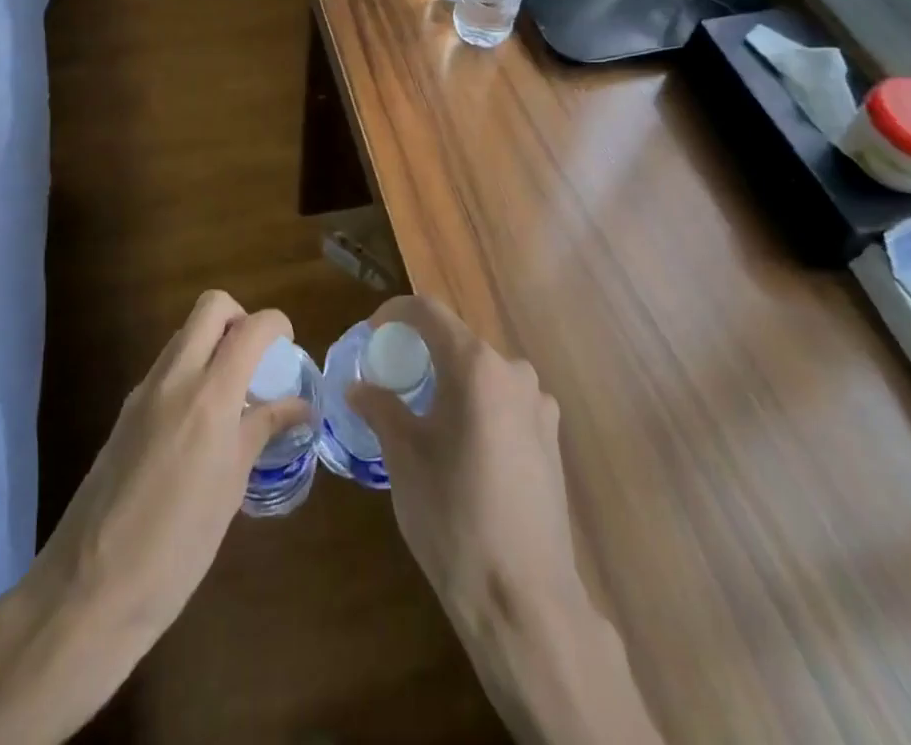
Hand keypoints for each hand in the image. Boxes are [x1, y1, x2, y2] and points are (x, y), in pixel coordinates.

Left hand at [38, 289, 309, 645]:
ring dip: (213, 344)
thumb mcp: (231, 488)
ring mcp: (143, 391)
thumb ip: (263, 431)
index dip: (277, 325)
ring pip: (185, 334)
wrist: (90, 590)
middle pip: (211, 307)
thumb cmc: (177, 547)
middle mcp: (174, 378)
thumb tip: (300, 406)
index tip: (288, 347)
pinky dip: (190, 372)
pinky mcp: (125, 411)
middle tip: (256, 361)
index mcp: (209, 395)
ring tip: (233, 396)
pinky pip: (166, 367)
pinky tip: (199, 424)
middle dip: (240, 318)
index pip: (251, 327)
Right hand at [346, 295, 583, 629]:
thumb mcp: (405, 459)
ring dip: (452, 379)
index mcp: (476, 366)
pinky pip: (506, 400)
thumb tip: (358, 387)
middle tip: (392, 376)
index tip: (372, 333)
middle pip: (459, 341)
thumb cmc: (454, 518)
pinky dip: (479, 404)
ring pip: (484, 372)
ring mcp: (539, 403)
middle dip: (422, 350)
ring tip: (425, 412)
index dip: (395, 313)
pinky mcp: (552, 436)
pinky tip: (464, 443)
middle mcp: (513, 371)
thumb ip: (381, 409)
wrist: (525, 597)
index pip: (429, 313)